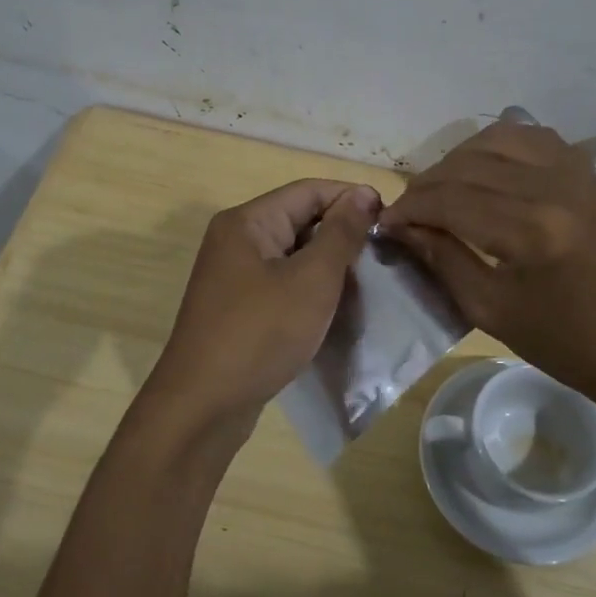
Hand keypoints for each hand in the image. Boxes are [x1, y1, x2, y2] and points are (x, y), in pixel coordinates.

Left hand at [141, 180, 380, 436]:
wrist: (203, 406)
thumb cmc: (260, 334)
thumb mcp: (311, 280)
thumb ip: (340, 234)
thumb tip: (362, 193)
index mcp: (247, 222)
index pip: (309, 190)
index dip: (351, 198)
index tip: (391, 220)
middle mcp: (236, 241)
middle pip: (299, 219)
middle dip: (341, 232)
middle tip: (384, 254)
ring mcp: (233, 276)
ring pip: (292, 254)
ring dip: (328, 263)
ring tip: (368, 280)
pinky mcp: (238, 308)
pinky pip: (281, 283)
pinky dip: (309, 289)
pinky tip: (336, 306)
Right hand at [378, 122, 595, 423]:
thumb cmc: (567, 344)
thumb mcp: (492, 311)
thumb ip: (442, 260)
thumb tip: (401, 228)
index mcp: (531, 231)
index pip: (448, 199)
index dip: (408, 208)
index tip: (385, 223)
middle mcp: (555, 186)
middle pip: (468, 164)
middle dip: (427, 184)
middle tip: (408, 211)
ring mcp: (578, 172)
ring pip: (498, 138)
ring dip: (459, 159)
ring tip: (442, 188)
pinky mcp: (591, 172)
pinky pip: (533, 138)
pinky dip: (498, 146)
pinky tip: (484, 170)